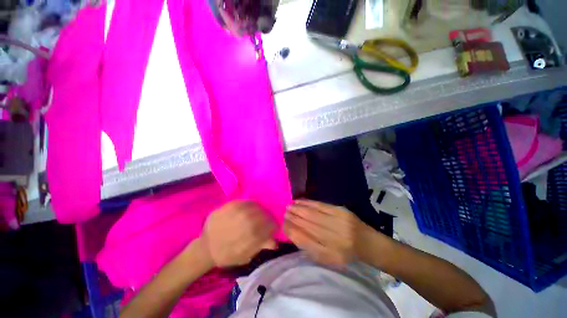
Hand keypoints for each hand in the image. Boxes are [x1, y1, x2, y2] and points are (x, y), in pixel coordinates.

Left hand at [201, 200, 276, 267]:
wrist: (206, 248)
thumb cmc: (226, 255)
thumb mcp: (245, 256)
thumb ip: (260, 247)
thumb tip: (275, 242)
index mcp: (249, 238)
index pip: (268, 227)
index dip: (273, 225)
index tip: (274, 226)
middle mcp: (243, 224)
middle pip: (263, 216)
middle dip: (268, 217)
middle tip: (267, 219)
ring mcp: (235, 213)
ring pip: (255, 207)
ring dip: (261, 210)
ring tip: (260, 213)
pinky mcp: (228, 206)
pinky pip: (245, 202)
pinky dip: (251, 204)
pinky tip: (252, 208)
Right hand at [285, 200, 370, 266]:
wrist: (367, 242)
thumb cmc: (344, 252)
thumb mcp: (326, 257)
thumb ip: (309, 247)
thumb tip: (292, 232)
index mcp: (328, 255)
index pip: (304, 240)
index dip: (291, 231)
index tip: (282, 224)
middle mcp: (333, 240)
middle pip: (307, 226)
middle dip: (292, 218)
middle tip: (283, 213)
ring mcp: (338, 223)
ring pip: (312, 214)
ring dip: (298, 209)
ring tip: (289, 206)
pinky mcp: (340, 211)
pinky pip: (320, 205)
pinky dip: (308, 203)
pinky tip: (299, 201)